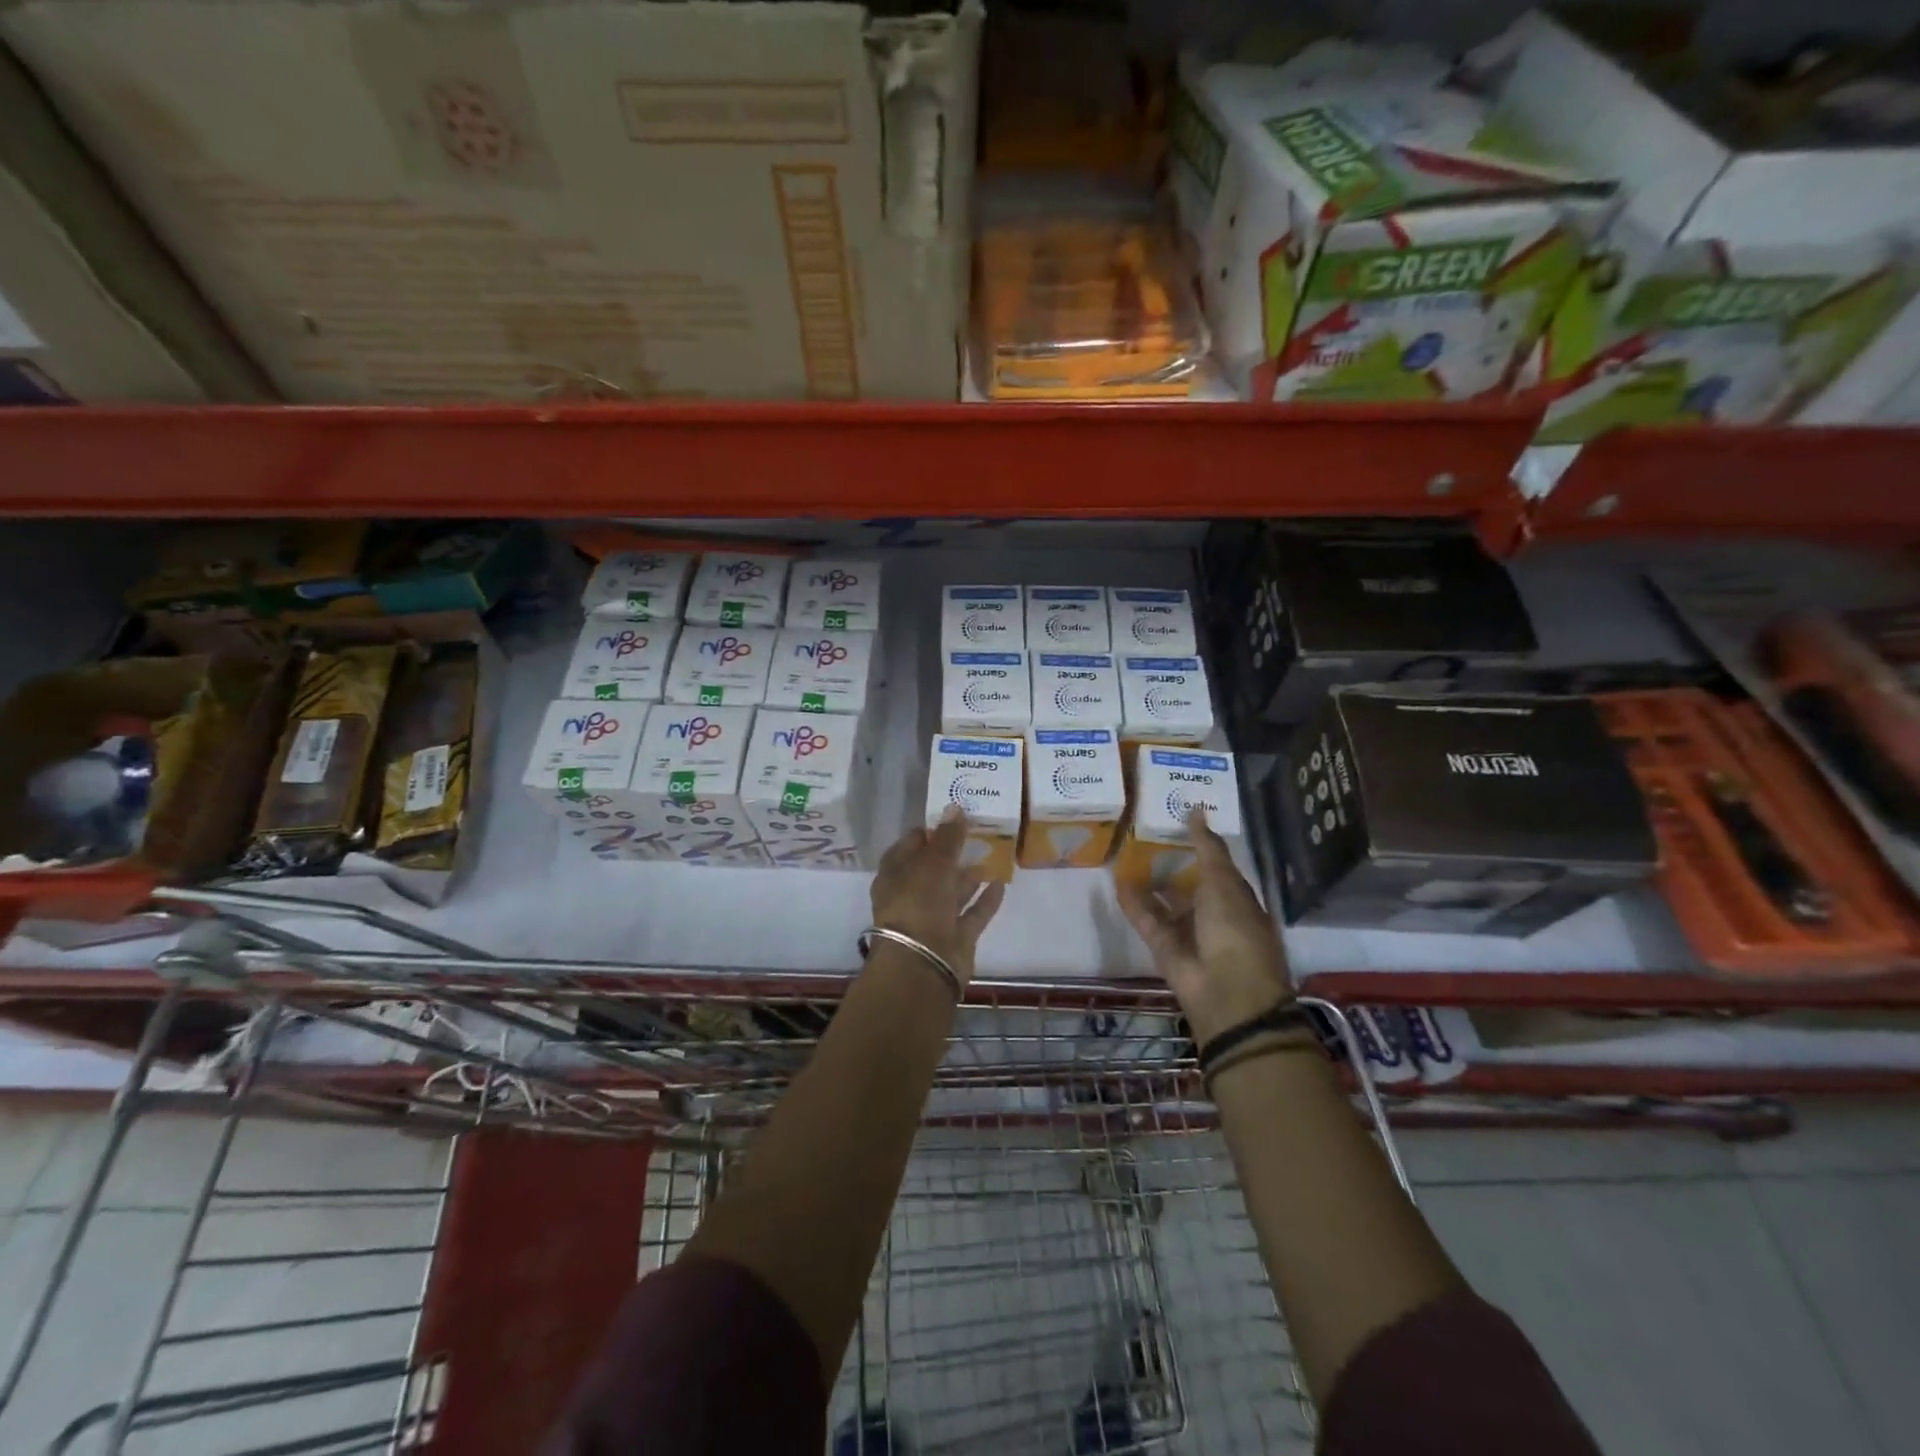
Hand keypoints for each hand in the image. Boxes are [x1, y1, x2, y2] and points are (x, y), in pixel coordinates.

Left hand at [870, 808, 1006, 986]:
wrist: (923, 964)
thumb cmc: (919, 904)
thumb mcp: (933, 863)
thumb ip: (947, 837)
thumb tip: (955, 806)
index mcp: (895, 875)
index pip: (909, 846)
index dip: (927, 832)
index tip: (951, 818)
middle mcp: (912, 895)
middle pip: (933, 869)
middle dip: (951, 853)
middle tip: (977, 832)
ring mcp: (934, 918)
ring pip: (953, 891)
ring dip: (969, 875)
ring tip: (991, 853)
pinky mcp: (956, 937)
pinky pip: (972, 913)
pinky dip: (985, 900)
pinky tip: (1001, 883)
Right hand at [1117, 809, 1292, 1044]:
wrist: (1226, 991)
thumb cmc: (1235, 929)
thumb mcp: (1223, 882)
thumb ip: (1207, 848)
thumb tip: (1197, 810)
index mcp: (1237, 898)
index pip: (1216, 867)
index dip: (1199, 845)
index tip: (1177, 819)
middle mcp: (1213, 914)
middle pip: (1189, 884)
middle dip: (1170, 863)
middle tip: (1143, 834)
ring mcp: (1187, 932)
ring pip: (1164, 902)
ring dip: (1148, 882)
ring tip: (1125, 854)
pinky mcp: (1163, 947)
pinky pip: (1147, 919)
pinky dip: (1133, 903)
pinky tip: (1117, 880)